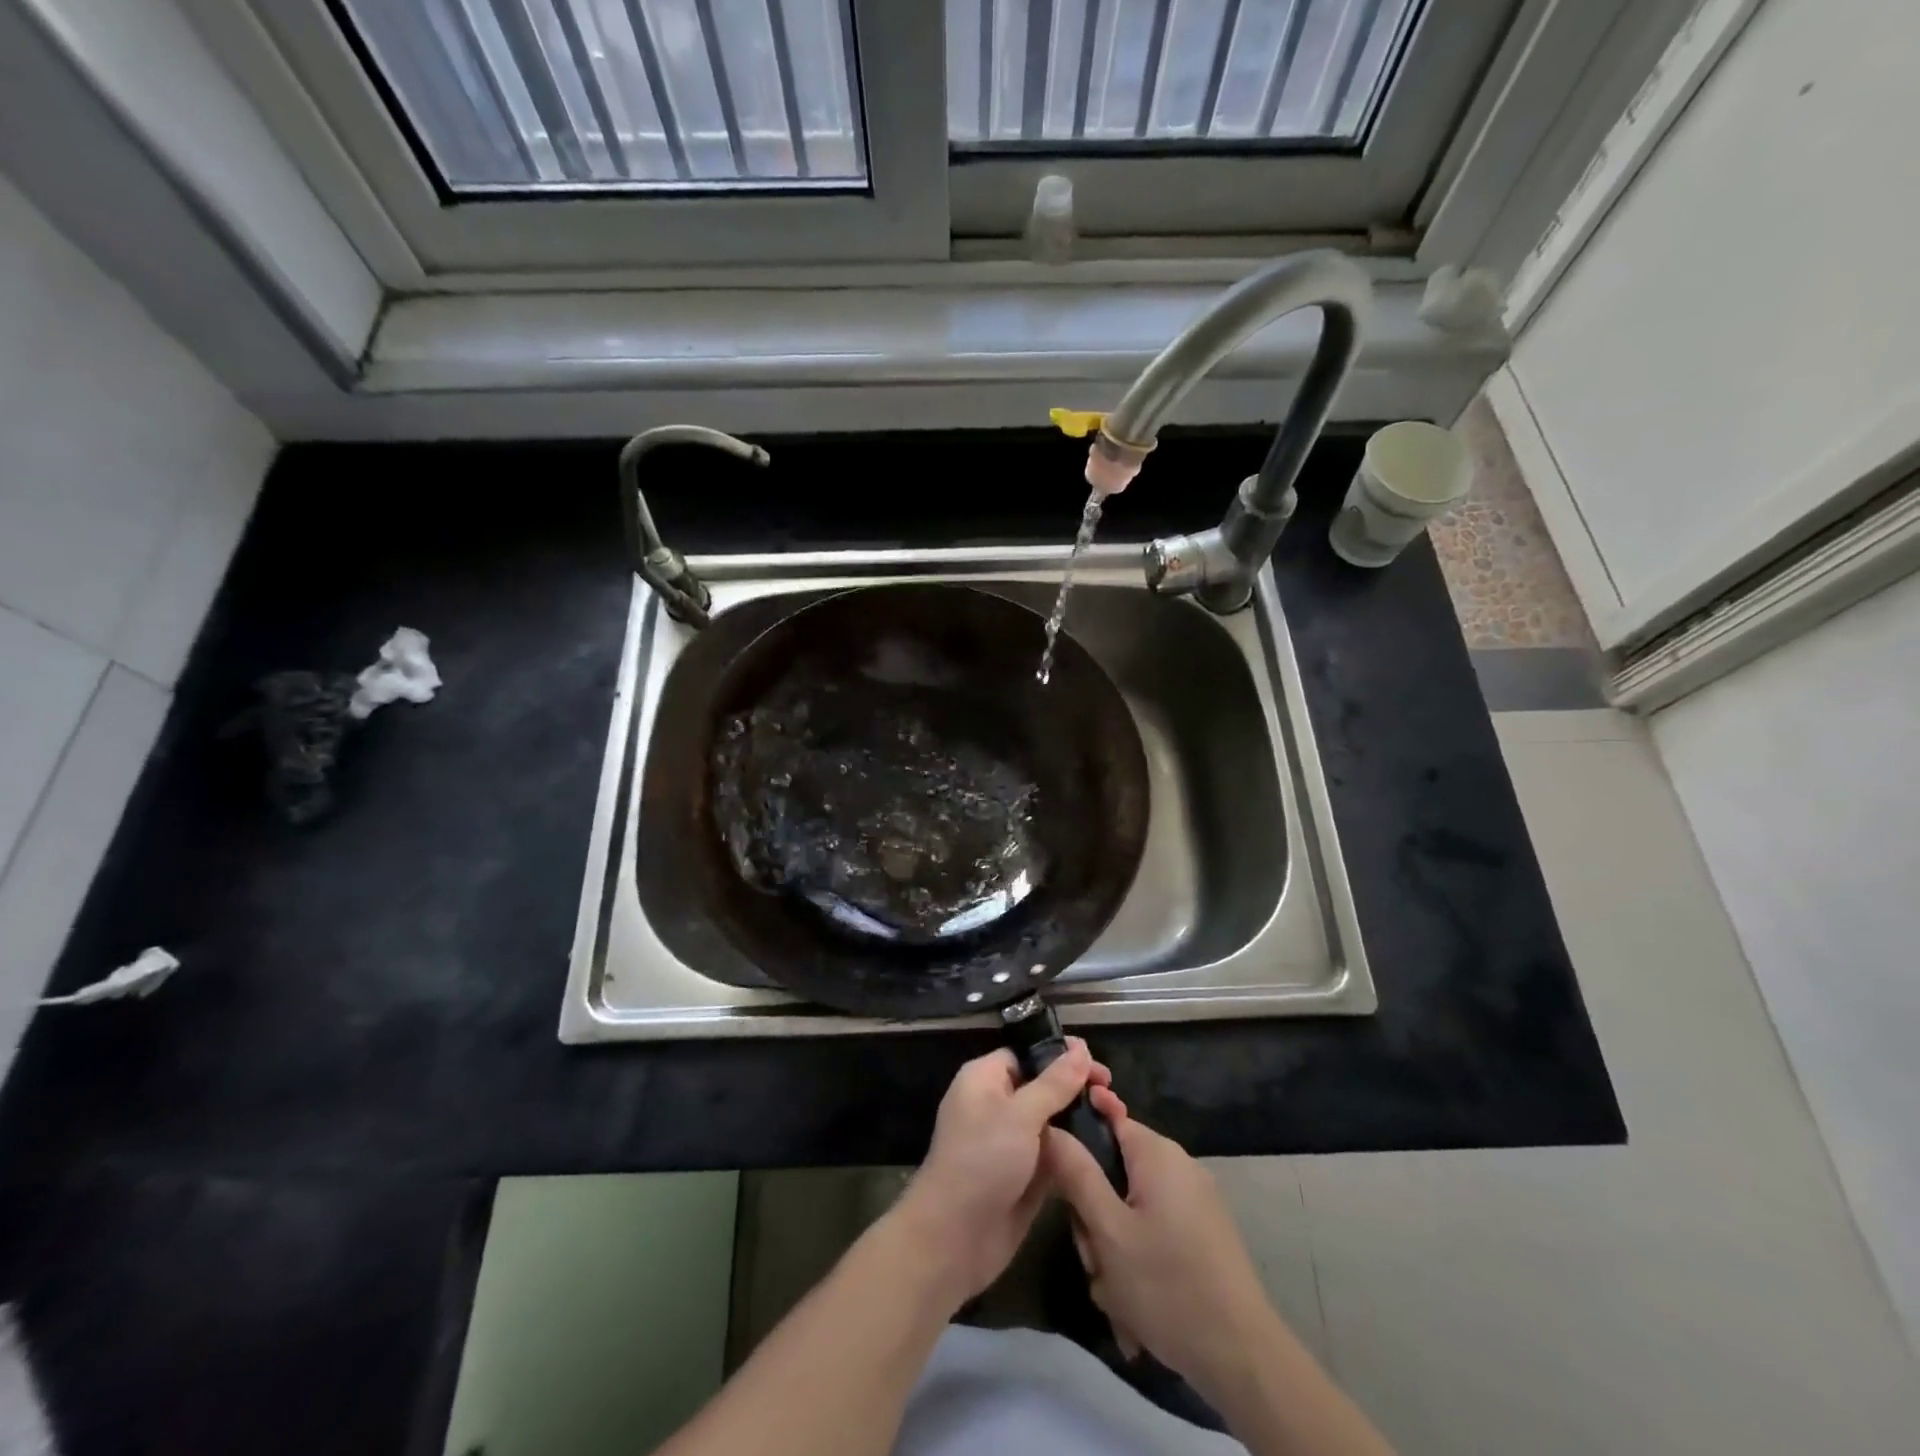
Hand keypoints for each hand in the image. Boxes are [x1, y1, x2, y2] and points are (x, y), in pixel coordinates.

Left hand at [893, 1039, 1123, 1307]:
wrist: (955, 1238)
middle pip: (1042, 1086)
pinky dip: (1075, 1149)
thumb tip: (1080, 1048)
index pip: (1026, 1054)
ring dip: (1079, 1119)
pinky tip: (1107, 1146)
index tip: (1096, 1061)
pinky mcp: (1025, 1175)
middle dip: (1075, 1087)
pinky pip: (1054, 1153)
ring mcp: (1011, 1142)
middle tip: (1111, 1092)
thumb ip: (1054, 1083)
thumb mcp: (1020, 1115)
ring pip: (1051, 1121)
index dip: (1060, 1054)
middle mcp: (997, 1105)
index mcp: (985, 1079)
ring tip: (1117, 1116)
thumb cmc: (982, 1161)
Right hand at [1044, 1115, 1279, 1407]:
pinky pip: (1154, 1235)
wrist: (1244, 1359)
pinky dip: (1140, 1266)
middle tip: (1094, 1260)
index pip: (1106, 1116)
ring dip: (1115, 1252)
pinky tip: (1137, 1312)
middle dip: (1096, 1218)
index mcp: (1157, 1153)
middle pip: (1115, 1172)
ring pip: (1131, 1211)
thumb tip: (1049, 1127)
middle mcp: (1178, 1166)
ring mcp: (1195, 1202)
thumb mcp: (1107, 1231)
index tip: (1059, 1177)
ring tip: (1117, 1297)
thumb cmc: (1167, 1285)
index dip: (1077, 1141)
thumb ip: (1075, 1173)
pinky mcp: (1204, 1236)